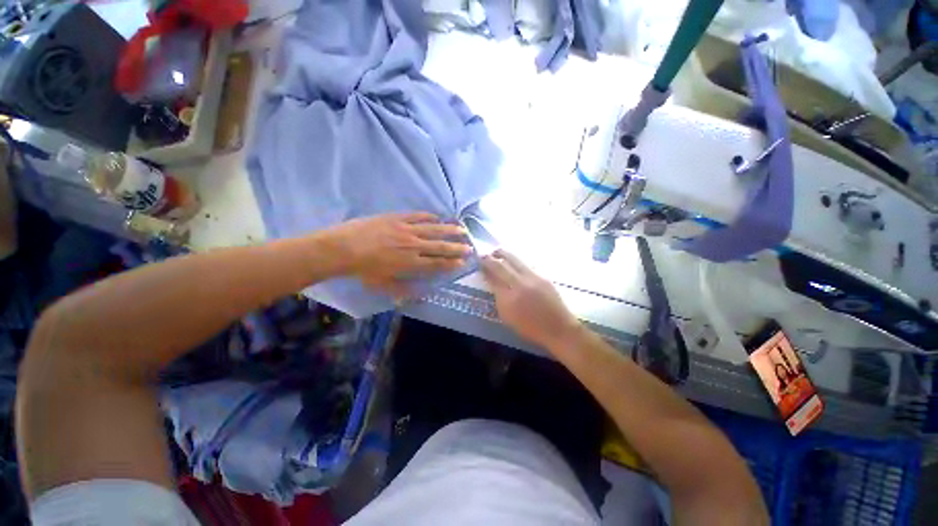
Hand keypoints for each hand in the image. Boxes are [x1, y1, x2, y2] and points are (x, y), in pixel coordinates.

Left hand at [327, 212, 470, 296]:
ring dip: (449, 230)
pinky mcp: (398, 218)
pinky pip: (418, 216)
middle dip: (457, 248)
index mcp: (411, 263)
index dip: (451, 263)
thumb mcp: (383, 285)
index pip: (437, 263)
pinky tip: (438, 217)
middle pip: (440, 246)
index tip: (463, 262)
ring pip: (434, 230)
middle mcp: (414, 246)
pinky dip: (429, 217)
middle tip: (469, 247)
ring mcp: (407, 230)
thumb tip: (417, 296)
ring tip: (462, 230)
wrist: (343, 248)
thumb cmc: (363, 269)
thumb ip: (402, 290)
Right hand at [480, 250, 581, 349]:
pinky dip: (516, 262)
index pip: (492, 277)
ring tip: (497, 252)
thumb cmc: (530, 329)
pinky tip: (513, 263)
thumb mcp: (508, 317)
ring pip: (514, 260)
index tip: (479, 264)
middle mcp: (519, 285)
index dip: (484, 268)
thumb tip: (492, 282)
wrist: (558, 328)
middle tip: (484, 255)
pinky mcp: (542, 276)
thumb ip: (498, 298)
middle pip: (501, 265)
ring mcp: (532, 278)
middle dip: (490, 258)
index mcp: (508, 299)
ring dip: (503, 254)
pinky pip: (525, 264)